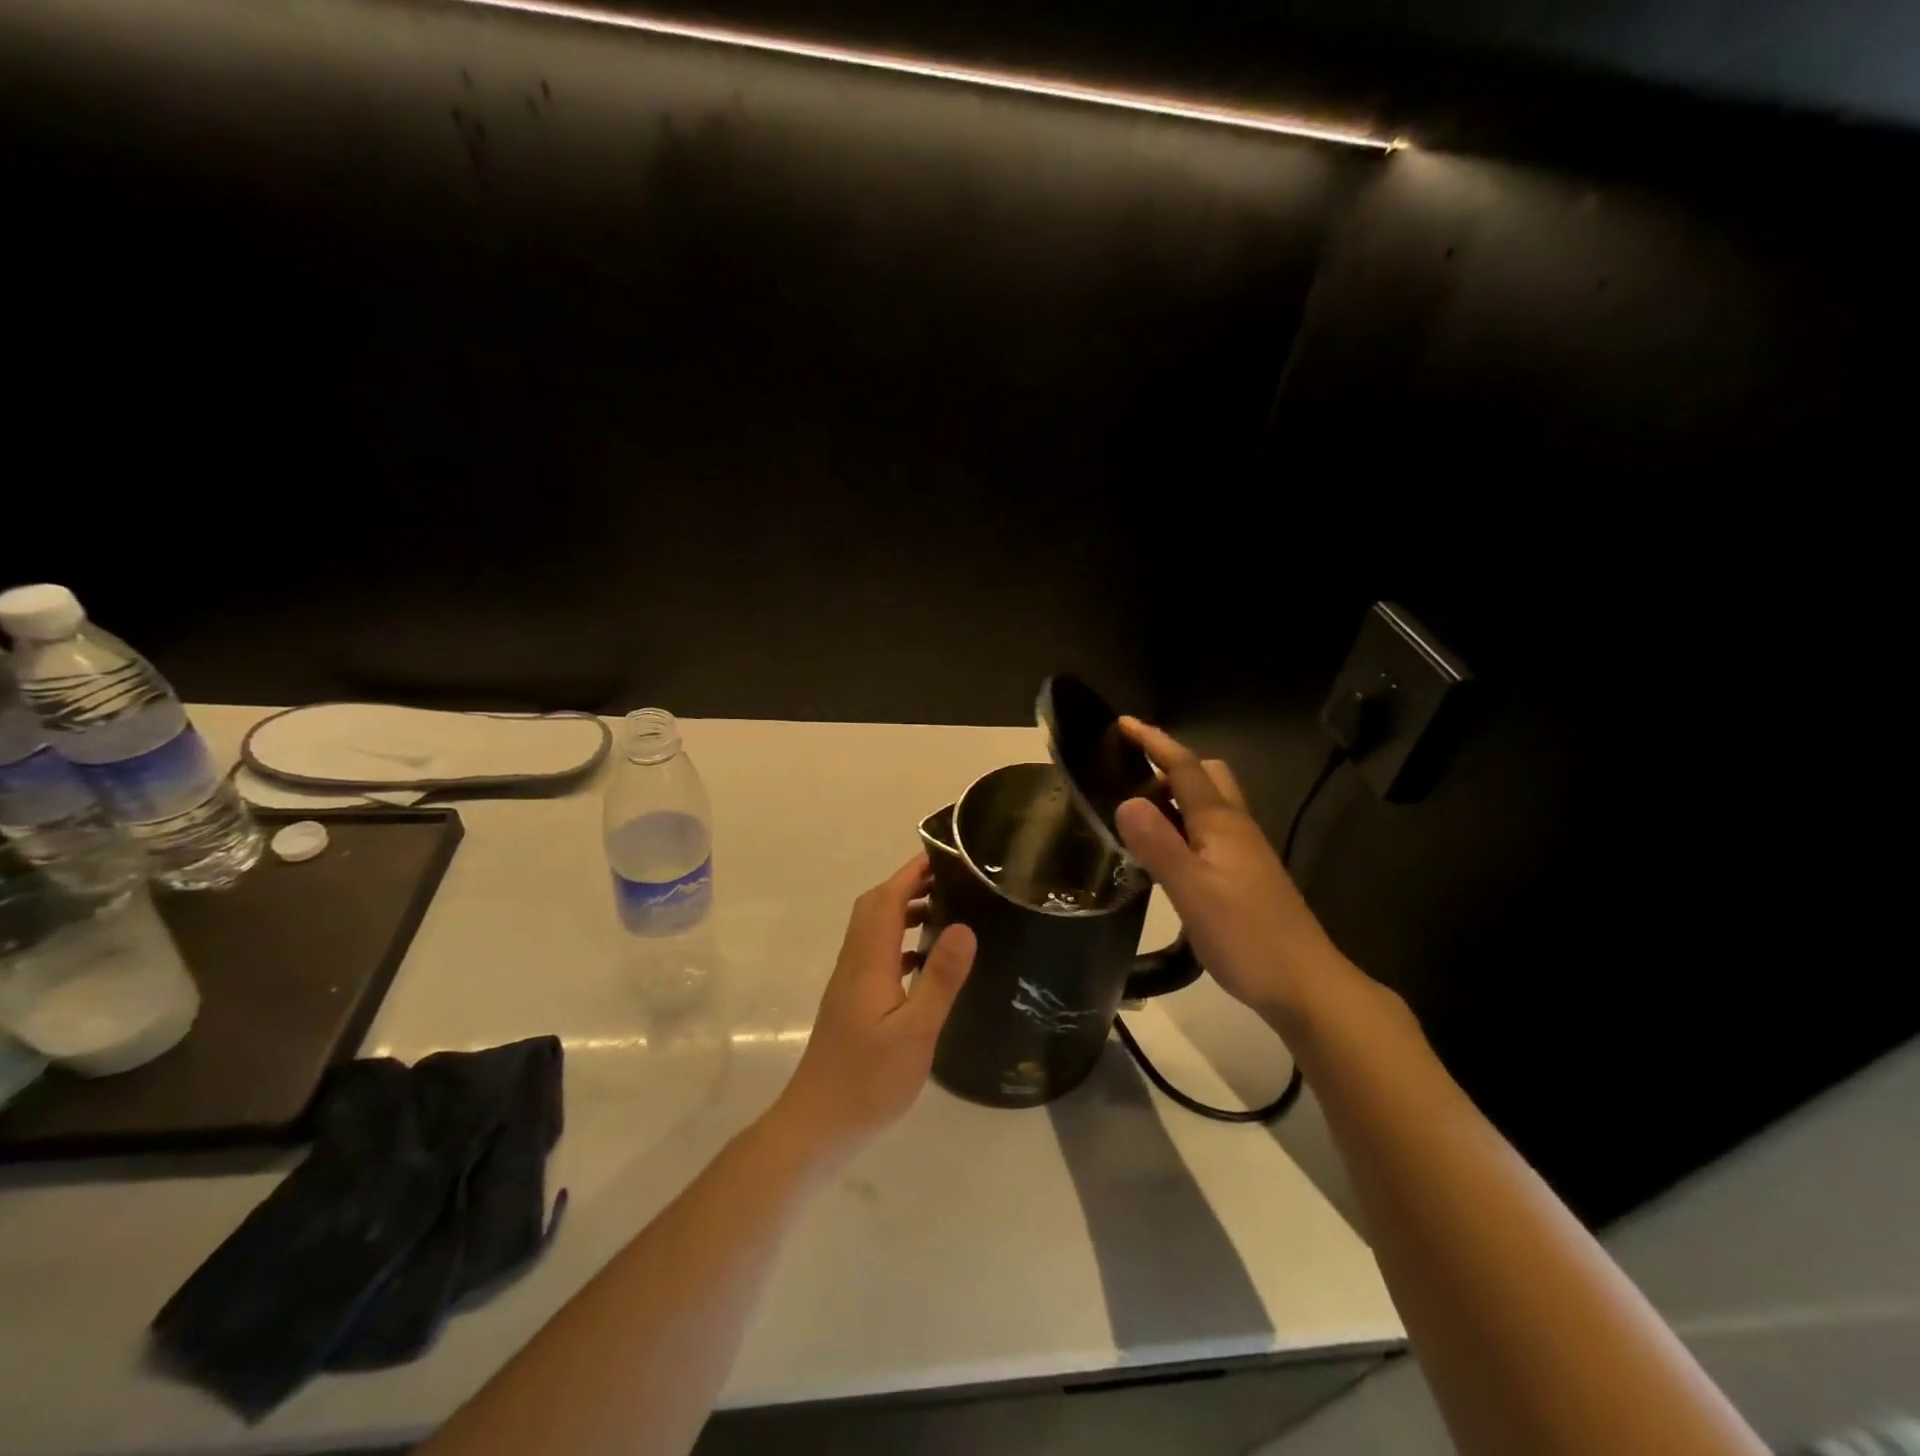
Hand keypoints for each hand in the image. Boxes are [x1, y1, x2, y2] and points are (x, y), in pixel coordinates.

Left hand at [770, 855, 976, 1162]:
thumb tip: (964, 926)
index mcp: (868, 961)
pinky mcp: (851, 1002)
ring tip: (945, 912)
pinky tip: (924, 962)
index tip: (943, 856)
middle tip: (950, 880)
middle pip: (874, 907)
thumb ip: (940, 978)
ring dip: (902, 912)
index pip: (885, 899)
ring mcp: (850, 983)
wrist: (817, 1125)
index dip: (911, 873)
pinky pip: (876, 954)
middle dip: (907, 885)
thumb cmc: (868, 1080)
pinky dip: (899, 943)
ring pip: (873, 930)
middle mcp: (854, 963)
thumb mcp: (915, 1031)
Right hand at [1115, 719, 1350, 1028]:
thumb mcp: (1192, 891)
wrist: (1305, 984)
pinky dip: (1182, 825)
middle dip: (1169, 763)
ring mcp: (1244, 852)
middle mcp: (1236, 827)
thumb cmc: (1246, 936)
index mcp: (1221, 823)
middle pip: (1206, 776)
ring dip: (1174, 795)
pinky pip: (1208, 831)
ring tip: (1135, 809)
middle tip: (1130, 774)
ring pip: (1209, 804)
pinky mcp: (1245, 875)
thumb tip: (1126, 801)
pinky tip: (1164, 851)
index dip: (1154, 742)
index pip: (1184, 768)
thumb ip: (1158, 845)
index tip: (1123, 724)